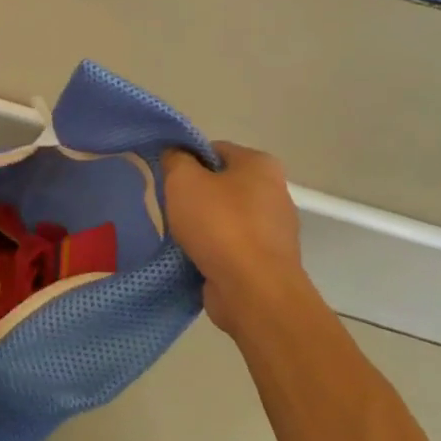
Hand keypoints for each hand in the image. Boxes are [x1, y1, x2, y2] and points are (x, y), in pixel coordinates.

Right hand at [162, 143, 310, 332]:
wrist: (253, 291)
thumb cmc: (220, 225)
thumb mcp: (184, 180)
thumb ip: (175, 160)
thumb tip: (175, 155)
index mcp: (260, 164)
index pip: (214, 150)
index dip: (186, 160)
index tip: (166, 178)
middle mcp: (274, 192)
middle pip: (221, 184)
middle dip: (194, 195)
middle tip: (169, 207)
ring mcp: (274, 230)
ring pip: (225, 217)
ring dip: (202, 226)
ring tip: (178, 236)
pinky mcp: (267, 261)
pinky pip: (231, 246)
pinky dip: (212, 250)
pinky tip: (192, 258)